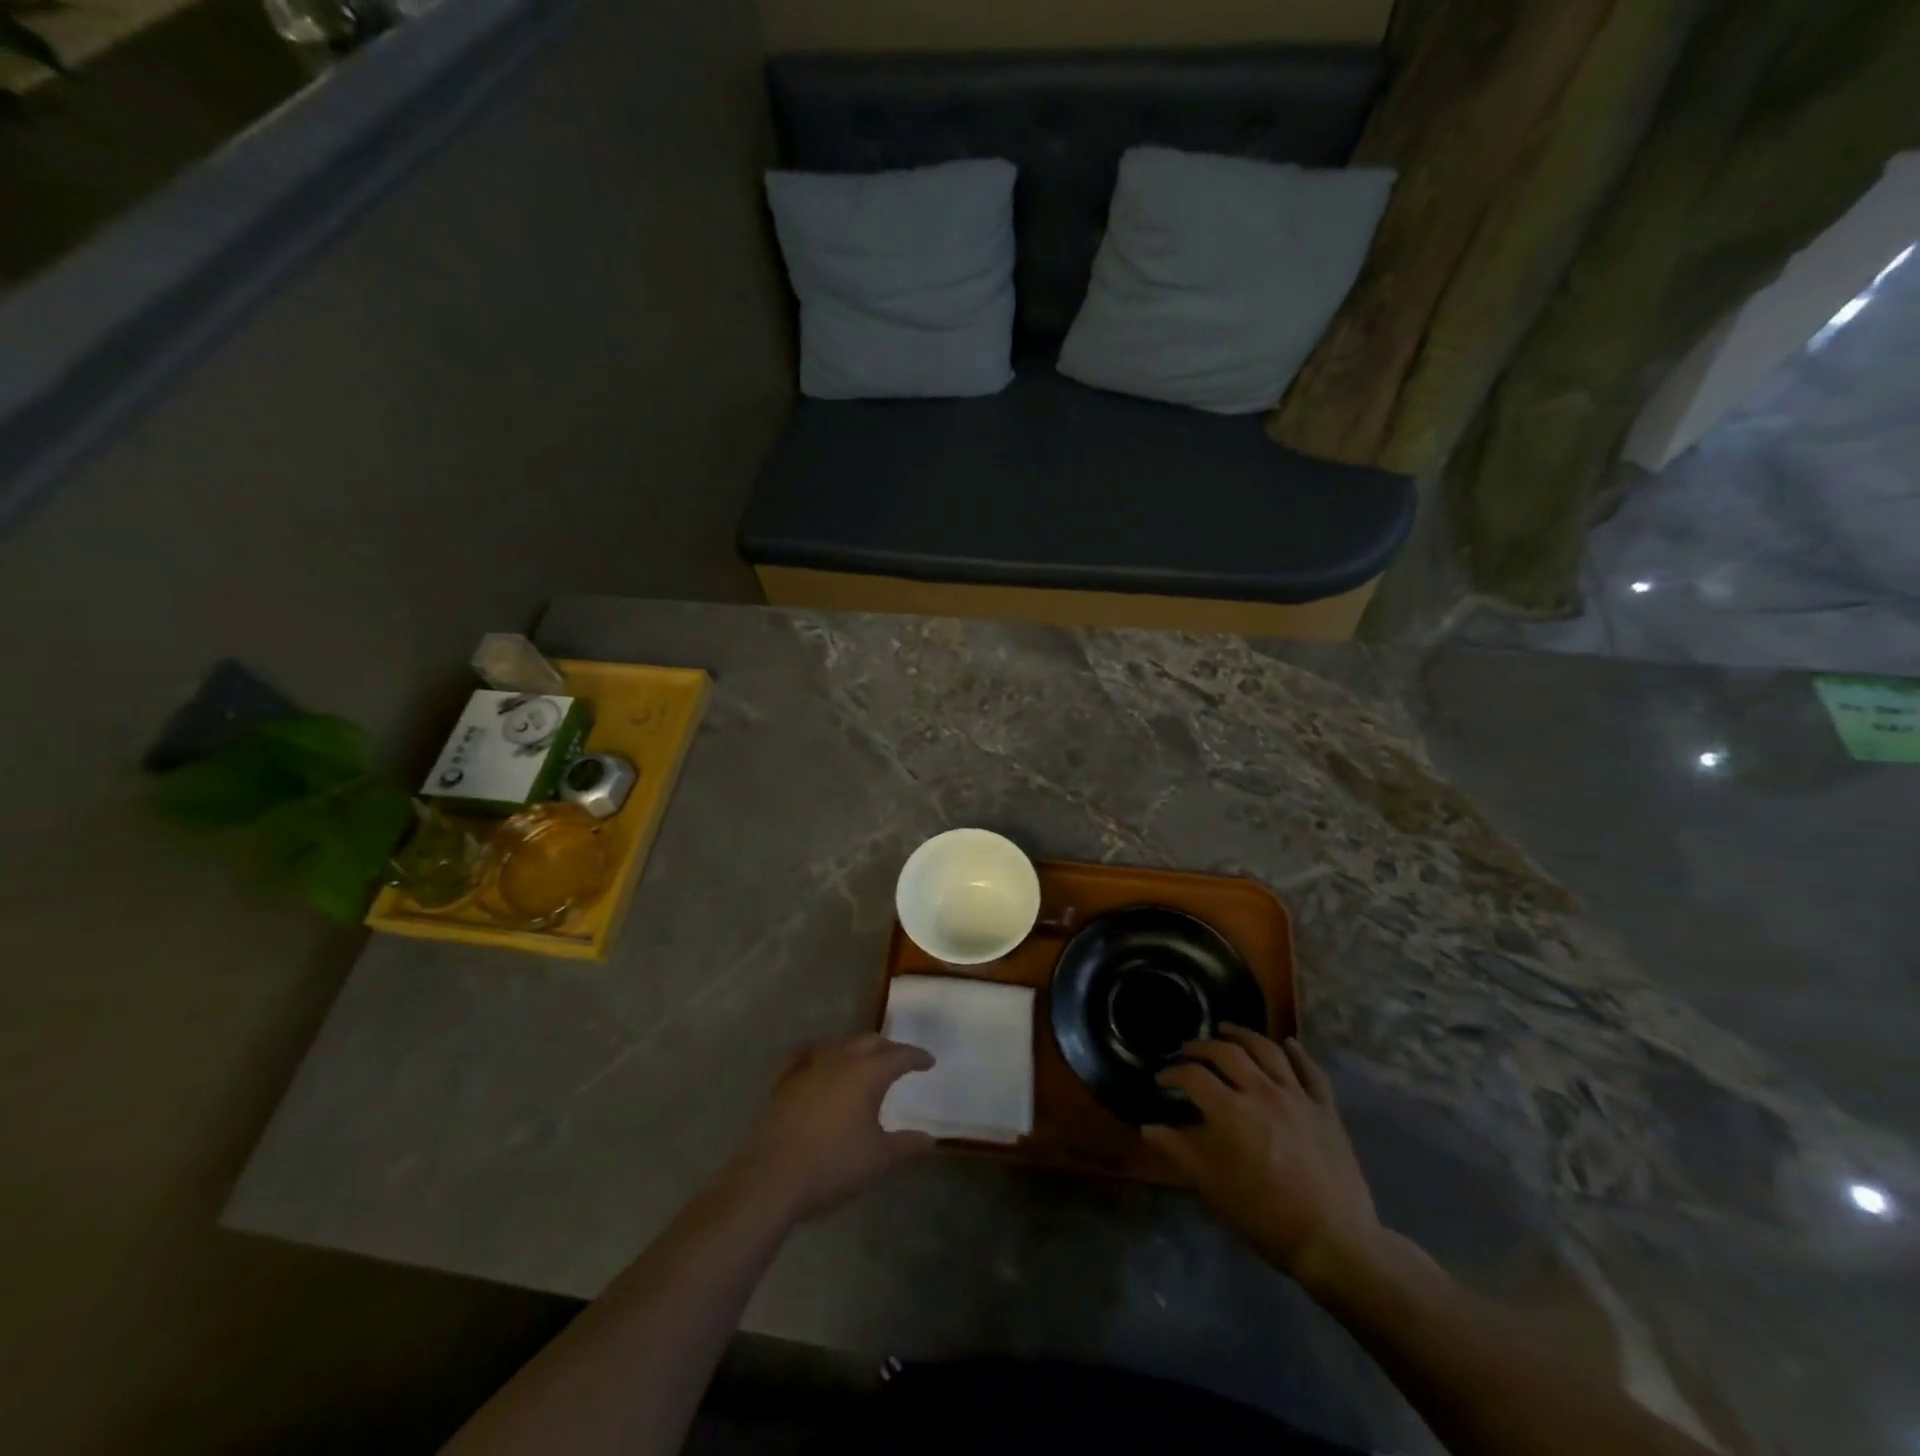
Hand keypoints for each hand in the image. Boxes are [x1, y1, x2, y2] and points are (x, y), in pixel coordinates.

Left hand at [724, 1034, 935, 1222]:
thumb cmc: (833, 1165)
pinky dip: (817, 1054)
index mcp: (867, 1073)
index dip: (916, 1057)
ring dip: (854, 1049)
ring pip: (837, 1045)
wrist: (772, 1177)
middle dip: (887, 1047)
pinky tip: (816, 1061)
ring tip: (861, 1061)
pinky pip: (804, 1055)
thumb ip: (906, 1146)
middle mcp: (839, 1060)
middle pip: (868, 1042)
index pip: (899, 1056)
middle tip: (898, 1059)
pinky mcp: (783, 1081)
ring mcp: (807, 1067)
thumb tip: (930, 1139)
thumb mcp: (878, 1159)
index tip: (929, 1061)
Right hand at [1145, 1027, 1381, 1293]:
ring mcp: (1297, 1096)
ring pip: (1267, 1049)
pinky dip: (1297, 1052)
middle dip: (1202, 1047)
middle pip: (1227, 1052)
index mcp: (1231, 1111)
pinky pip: (1310, 1070)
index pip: (1193, 1076)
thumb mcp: (1213, 1187)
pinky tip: (1287, 1043)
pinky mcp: (1325, 1108)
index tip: (1162, 1079)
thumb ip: (1179, 1150)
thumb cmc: (1265, 1216)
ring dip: (1243, 1035)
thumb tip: (1149, 1126)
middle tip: (1188, 1050)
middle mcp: (1262, 1091)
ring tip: (1227, 1030)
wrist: (1334, 1241)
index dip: (1173, 1073)